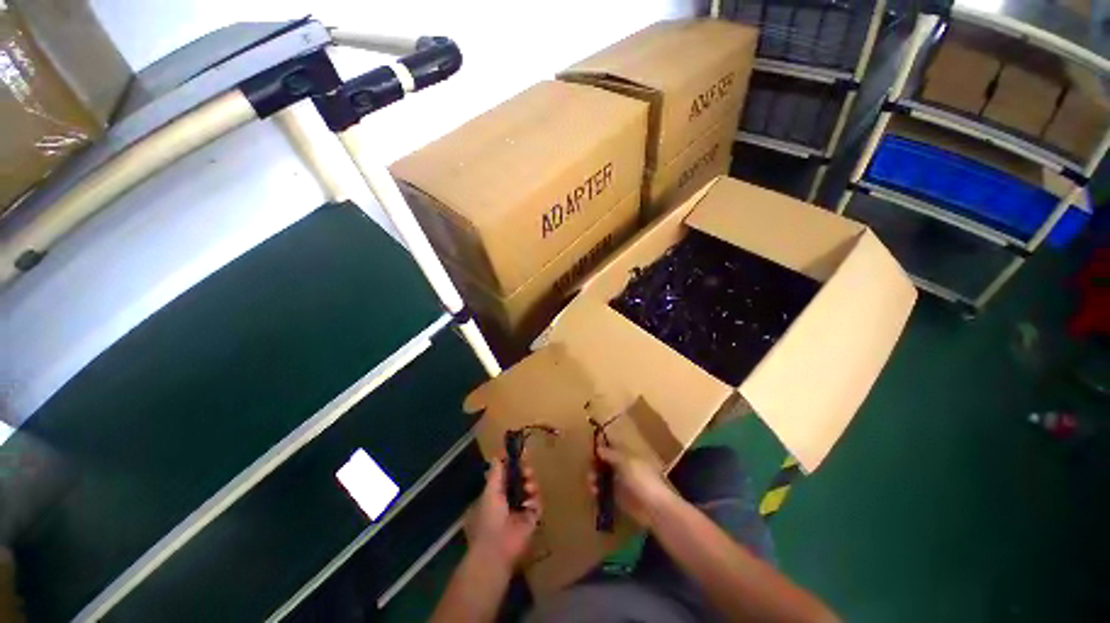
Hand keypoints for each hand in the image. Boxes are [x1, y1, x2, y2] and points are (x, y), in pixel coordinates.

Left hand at [466, 456, 540, 569]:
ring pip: (531, 489)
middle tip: (527, 470)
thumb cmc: (489, 518)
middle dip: (525, 472)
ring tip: (529, 486)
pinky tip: (530, 503)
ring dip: (531, 484)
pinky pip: (537, 504)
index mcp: (495, 493)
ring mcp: (521, 510)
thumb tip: (497, 455)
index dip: (514, 464)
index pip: (507, 474)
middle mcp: (508, 500)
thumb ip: (496, 473)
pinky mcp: (532, 519)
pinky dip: (535, 501)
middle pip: (521, 479)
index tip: (521, 454)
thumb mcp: (490, 491)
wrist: (496, 549)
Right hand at [591, 445, 677, 526]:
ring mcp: (619, 483)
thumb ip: (611, 455)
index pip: (611, 447)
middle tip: (590, 467)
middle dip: (595, 464)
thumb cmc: (641, 478)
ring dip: (594, 477)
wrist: (653, 507)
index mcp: (626, 456)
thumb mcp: (626, 462)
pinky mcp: (617, 498)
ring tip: (591, 482)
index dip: (601, 446)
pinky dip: (597, 491)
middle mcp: (621, 467)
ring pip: (602, 476)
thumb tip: (599, 448)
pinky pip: (603, 491)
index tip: (591, 447)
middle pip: (604, 462)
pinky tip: (594, 492)